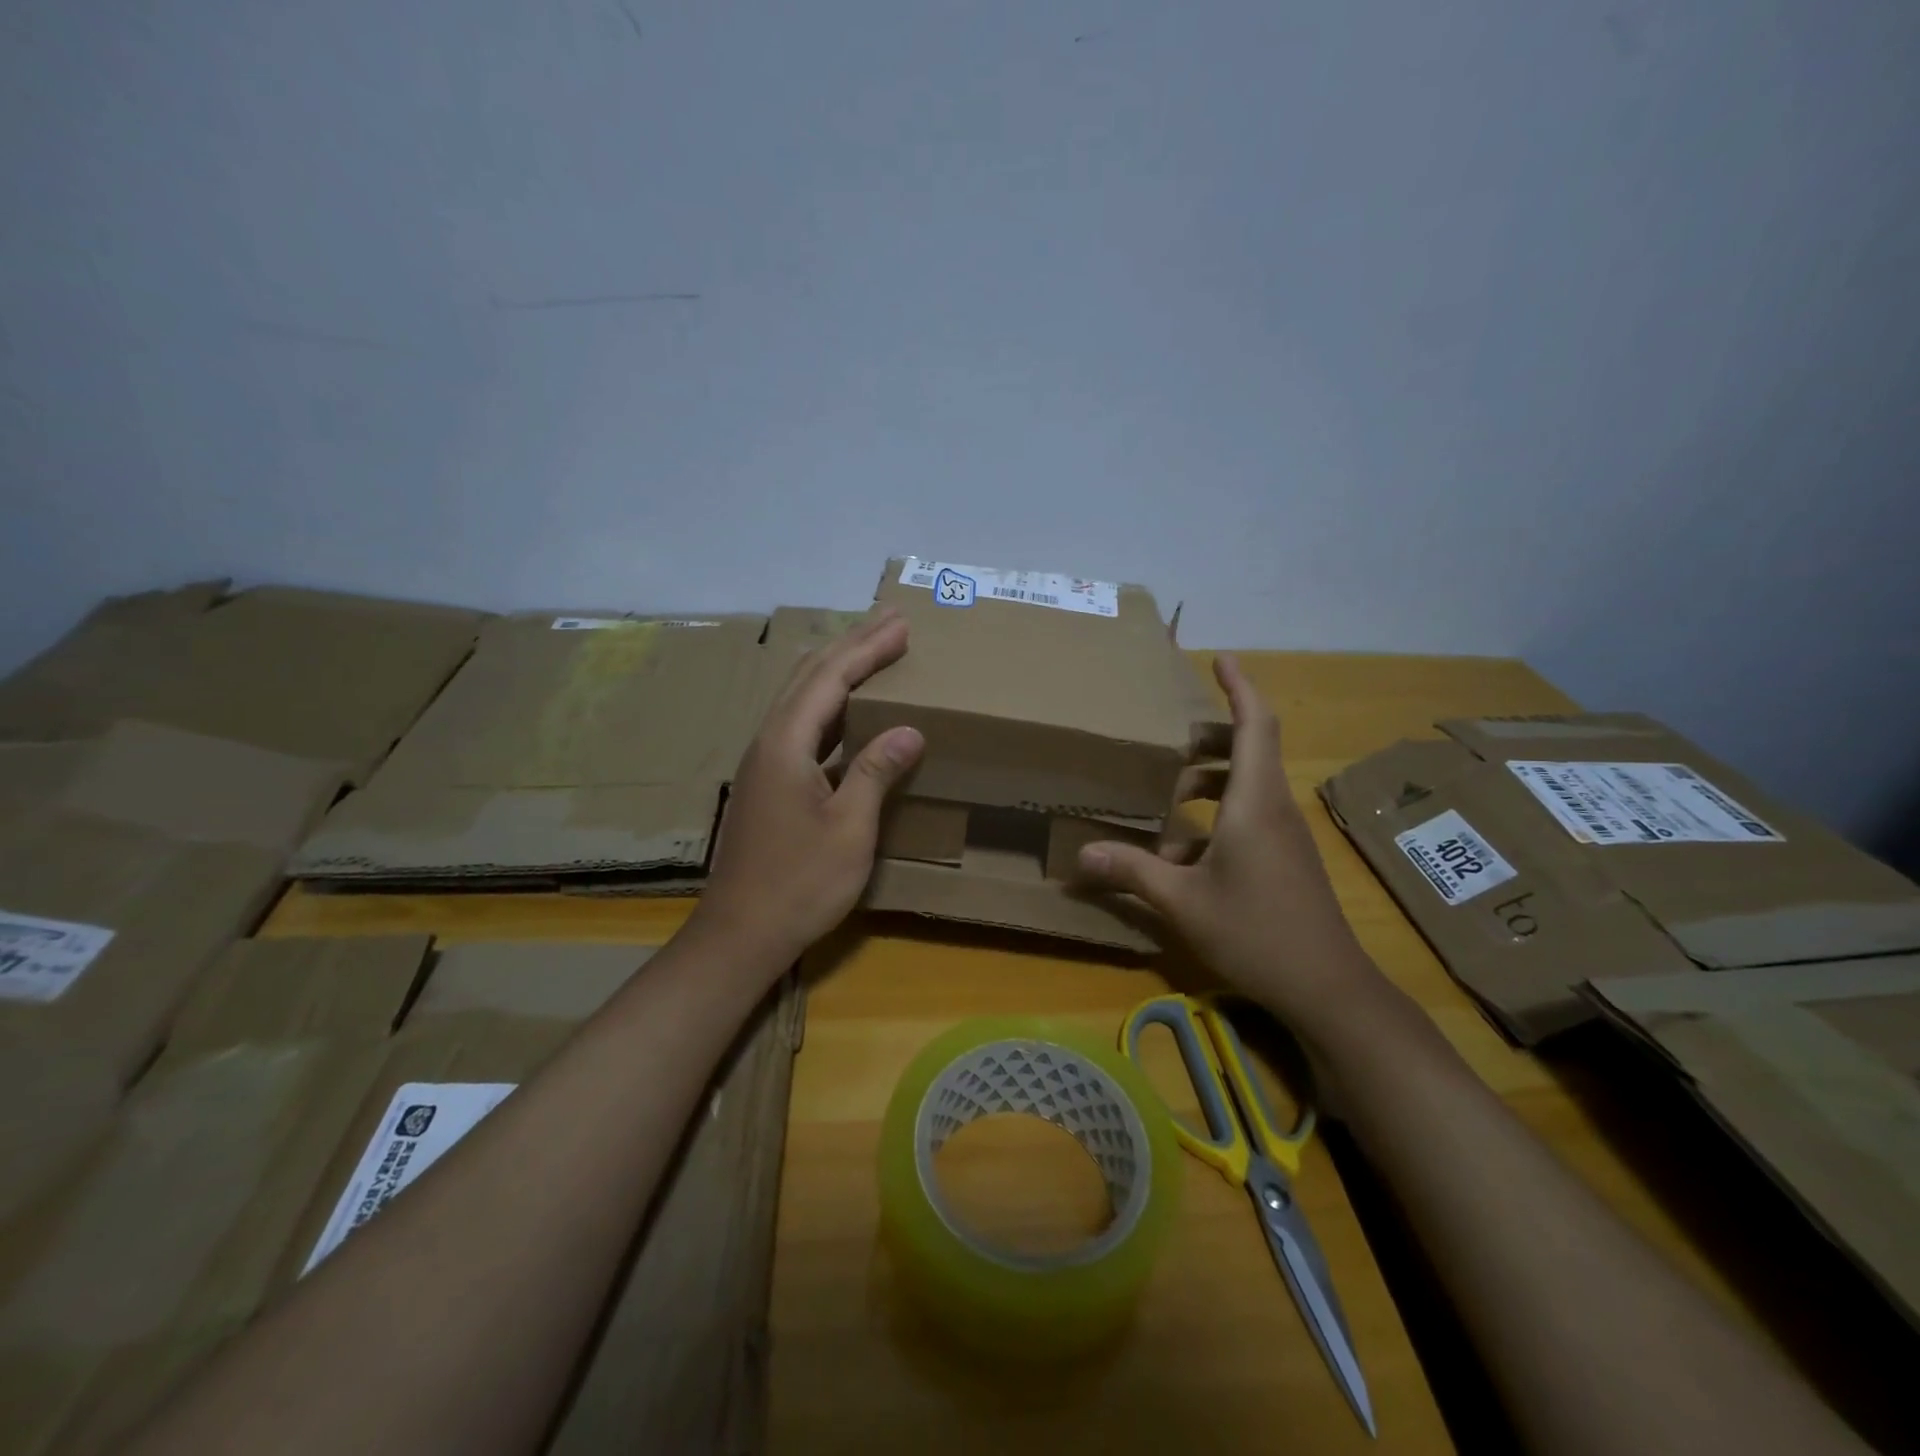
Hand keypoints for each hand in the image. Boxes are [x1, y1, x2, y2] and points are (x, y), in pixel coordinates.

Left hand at [693, 609, 924, 969]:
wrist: (739, 934)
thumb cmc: (799, 884)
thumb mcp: (848, 829)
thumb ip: (875, 772)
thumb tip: (909, 730)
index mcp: (785, 744)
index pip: (830, 678)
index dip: (867, 648)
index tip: (902, 624)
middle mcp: (768, 742)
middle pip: (809, 677)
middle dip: (851, 646)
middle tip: (890, 623)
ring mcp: (763, 763)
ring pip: (801, 698)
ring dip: (838, 671)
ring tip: (873, 653)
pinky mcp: (766, 784)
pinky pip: (801, 726)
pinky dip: (829, 705)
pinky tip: (849, 713)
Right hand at [1076, 654, 1390, 1039]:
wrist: (1327, 987)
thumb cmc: (1256, 933)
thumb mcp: (1183, 902)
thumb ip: (1132, 872)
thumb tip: (1081, 855)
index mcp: (1255, 802)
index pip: (1255, 725)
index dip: (1240, 687)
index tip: (1221, 659)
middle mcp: (1274, 808)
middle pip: (1251, 749)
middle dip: (1212, 736)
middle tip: (1170, 737)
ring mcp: (1284, 835)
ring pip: (1248, 786)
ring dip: (1210, 779)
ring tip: (1168, 790)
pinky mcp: (1285, 858)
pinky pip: (1249, 817)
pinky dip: (1216, 818)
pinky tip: (1181, 854)